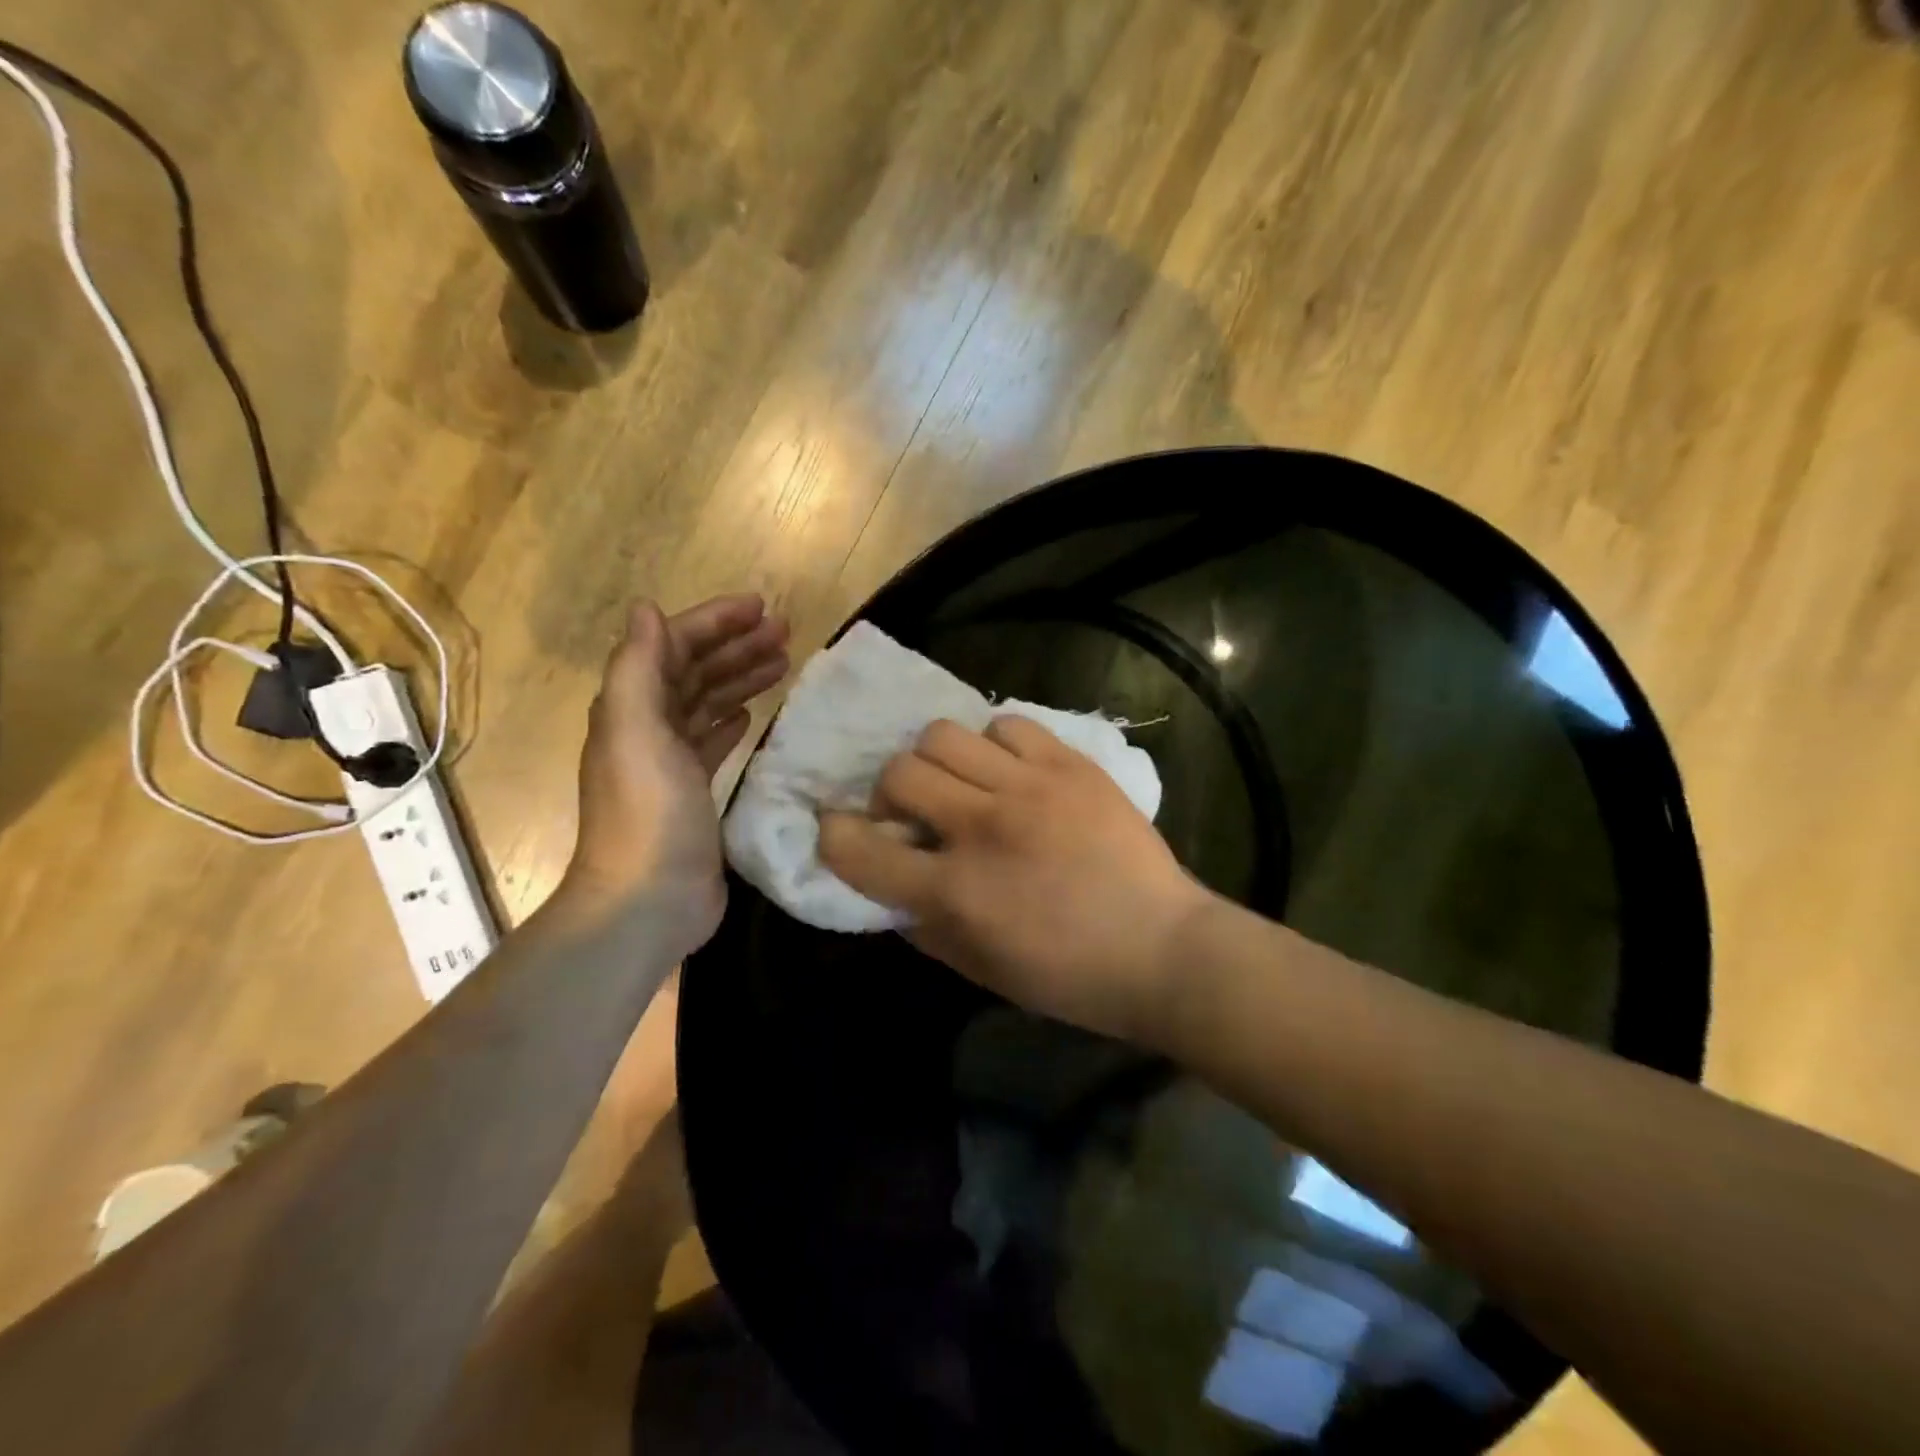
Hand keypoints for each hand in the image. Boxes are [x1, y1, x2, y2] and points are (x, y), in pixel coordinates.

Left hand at [559, 595, 788, 946]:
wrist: (648, 899)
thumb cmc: (647, 812)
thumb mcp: (636, 731)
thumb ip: (638, 667)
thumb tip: (645, 608)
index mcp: (631, 707)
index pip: (673, 646)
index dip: (714, 621)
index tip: (761, 607)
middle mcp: (647, 727)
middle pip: (694, 671)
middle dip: (736, 646)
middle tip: (785, 632)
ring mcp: (670, 762)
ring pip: (708, 703)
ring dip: (740, 678)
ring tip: (783, 662)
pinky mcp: (693, 792)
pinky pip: (713, 741)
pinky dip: (731, 720)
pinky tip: (754, 714)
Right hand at [818, 717, 1211, 1045]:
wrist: (1163, 949)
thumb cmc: (1069, 977)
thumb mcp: (980, 969)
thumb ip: (923, 926)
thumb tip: (891, 887)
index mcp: (955, 892)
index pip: (860, 849)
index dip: (835, 836)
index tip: (840, 830)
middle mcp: (982, 827)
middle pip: (898, 772)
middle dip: (890, 794)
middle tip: (916, 813)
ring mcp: (1029, 787)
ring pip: (944, 735)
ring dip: (938, 761)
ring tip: (963, 784)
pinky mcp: (1069, 764)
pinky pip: (1007, 726)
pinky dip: (995, 746)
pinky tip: (1010, 772)